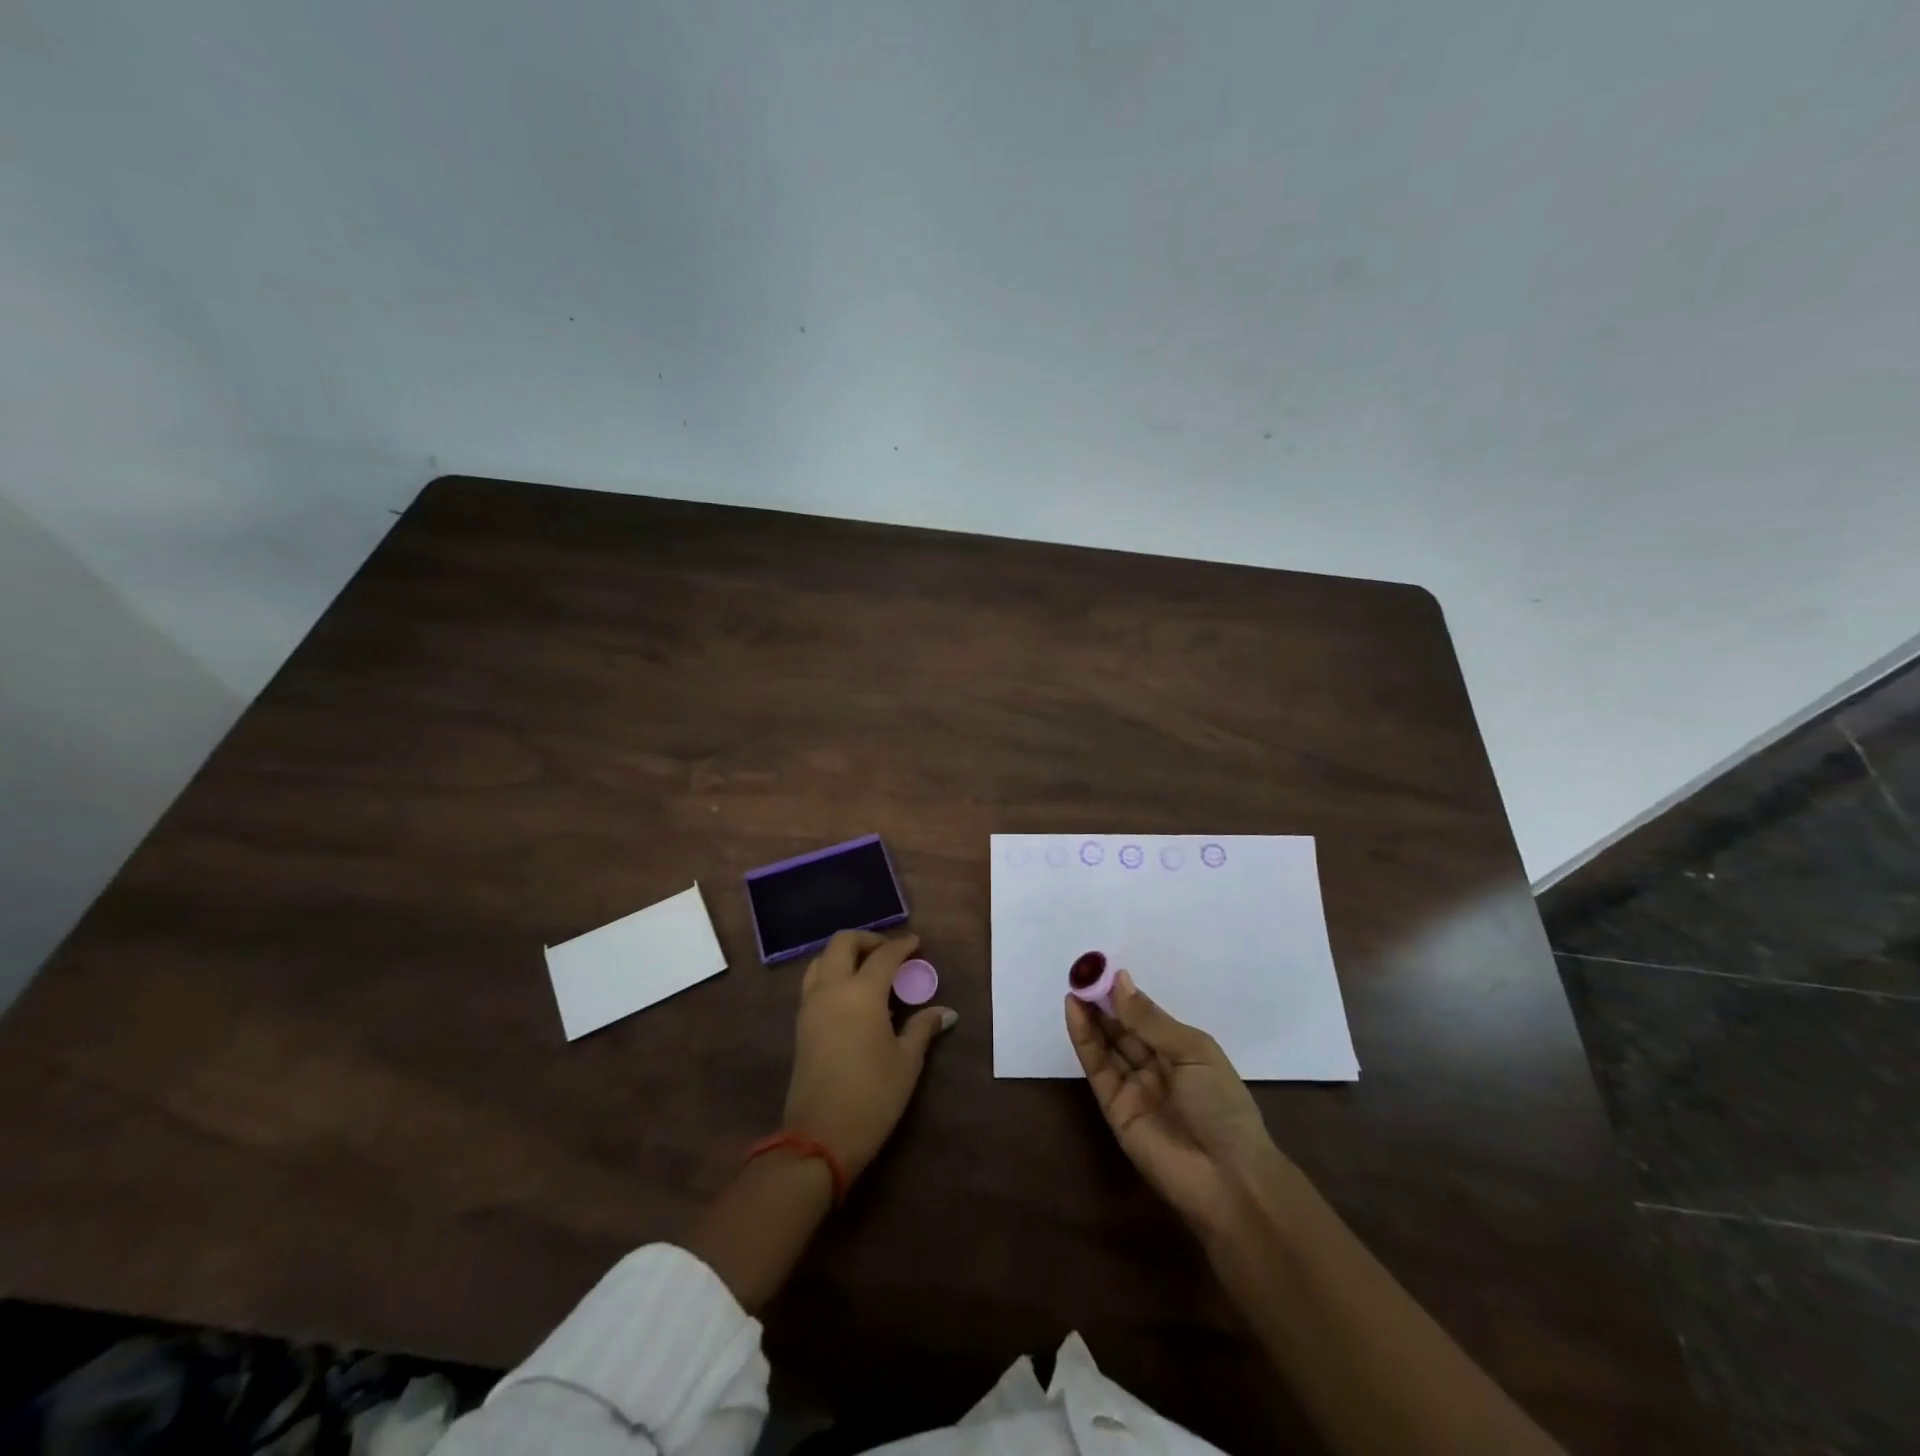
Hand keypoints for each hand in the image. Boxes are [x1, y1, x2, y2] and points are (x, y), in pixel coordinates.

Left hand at [785, 930, 956, 1180]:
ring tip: (868, 970)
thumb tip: (945, 1012)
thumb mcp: (906, 1062)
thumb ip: (923, 1028)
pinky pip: (814, 982)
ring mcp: (810, 1005)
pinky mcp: (800, 1024)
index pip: (884, 956)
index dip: (902, 946)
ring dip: (844, 955)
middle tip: (889, 952)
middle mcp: (831, 989)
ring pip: (821, 960)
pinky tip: (852, 996)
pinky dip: (831, 974)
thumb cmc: (872, 1097)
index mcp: (861, 993)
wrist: (819, 1138)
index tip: (917, 944)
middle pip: (842, 943)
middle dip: (867, 939)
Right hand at [1065, 970, 1285, 1234]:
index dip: (1125, 994)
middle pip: (1123, 1029)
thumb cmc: (1221, 1106)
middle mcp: (1156, 1067)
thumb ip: (1150, 1020)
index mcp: (1182, 1051)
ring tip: (1074, 988)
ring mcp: (1134, 1088)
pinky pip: (1097, 1069)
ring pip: (1107, 1045)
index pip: (1146, 1016)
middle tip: (1081, 975)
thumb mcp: (1193, 1053)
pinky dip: (1084, 1041)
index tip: (1102, 969)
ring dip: (1090, 1017)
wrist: (1227, 1179)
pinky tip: (1075, 1013)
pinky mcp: (1114, 1109)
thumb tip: (1119, 981)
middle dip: (1103, 1002)